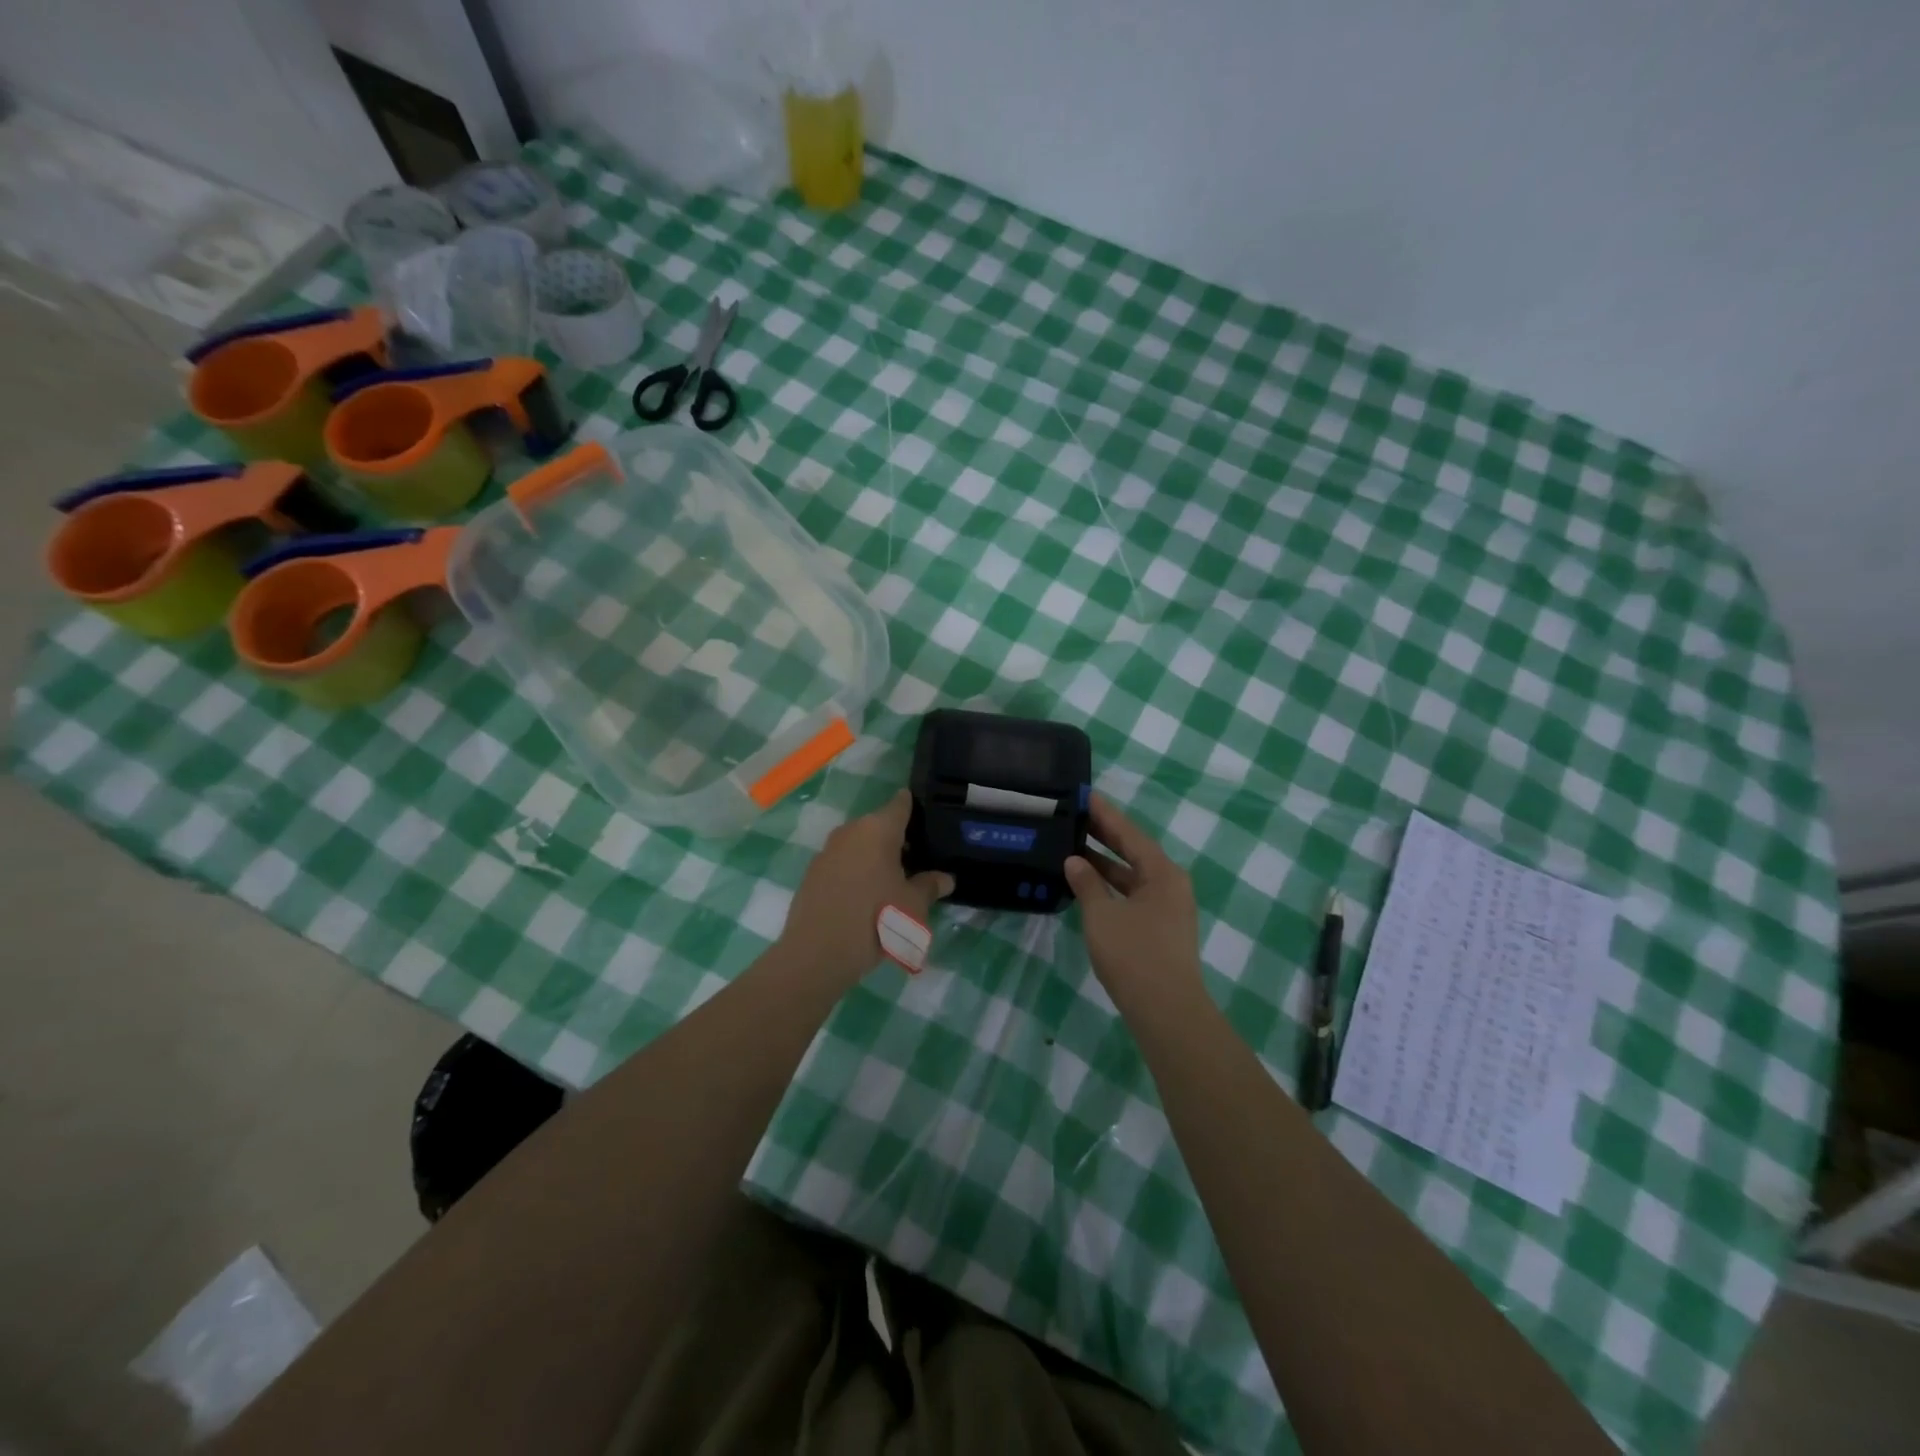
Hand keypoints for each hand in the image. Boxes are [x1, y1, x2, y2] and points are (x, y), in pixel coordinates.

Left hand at [778, 790, 953, 988]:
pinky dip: (855, 872)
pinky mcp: (812, 873)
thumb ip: (930, 886)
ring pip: (859, 845)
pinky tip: (866, 896)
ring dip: (874, 857)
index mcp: (878, 829)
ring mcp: (827, 851)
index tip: (928, 817)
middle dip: (897, 839)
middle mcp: (851, 831)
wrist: (818, 952)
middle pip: (879, 825)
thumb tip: (946, 878)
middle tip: (917, 860)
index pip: (901, 804)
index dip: (915, 807)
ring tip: (893, 881)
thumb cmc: (877, 919)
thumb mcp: (913, 906)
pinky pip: (842, 863)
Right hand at [1064, 794, 1202, 1011]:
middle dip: (1104, 835)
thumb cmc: (1134, 956)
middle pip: (1133, 852)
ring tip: (1071, 846)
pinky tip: (1085, 884)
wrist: (1167, 1012)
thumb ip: (1087, 884)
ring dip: (1104, 864)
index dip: (1105, 814)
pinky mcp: (1159, 929)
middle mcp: (1170, 885)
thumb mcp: (1102, 916)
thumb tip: (1074, 861)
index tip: (1084, 795)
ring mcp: (1167, 909)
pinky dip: (1109, 887)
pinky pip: (1131, 895)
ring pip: (1131, 876)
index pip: (1129, 834)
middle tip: (1073, 816)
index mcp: (1163, 873)